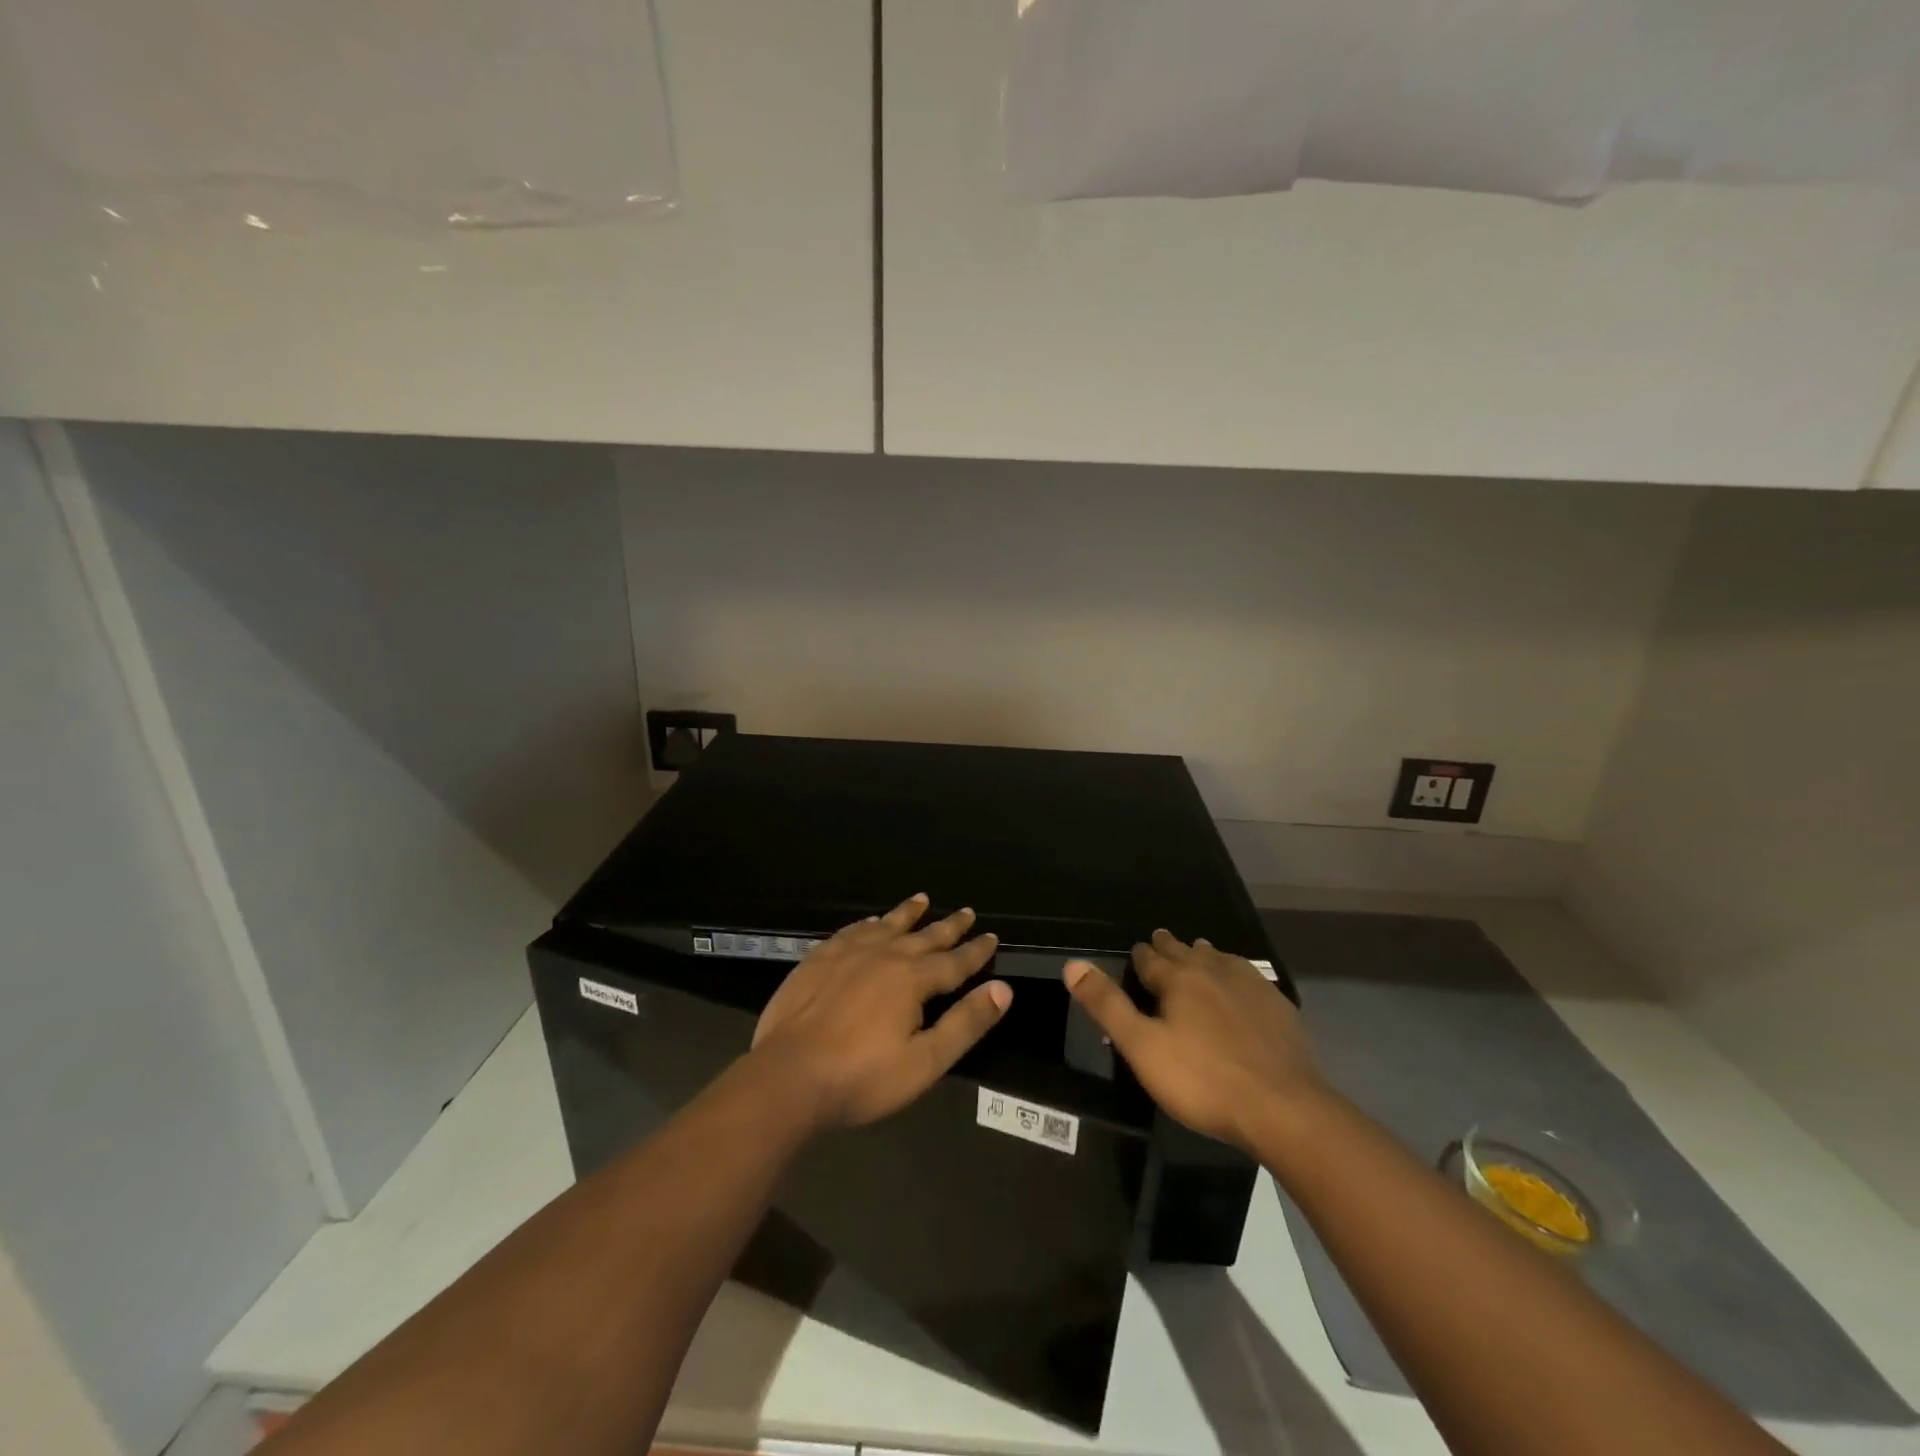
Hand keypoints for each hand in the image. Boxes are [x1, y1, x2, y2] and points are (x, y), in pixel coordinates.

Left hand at [752, 893, 1010, 1129]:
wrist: (787, 1076)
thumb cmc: (862, 1077)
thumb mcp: (925, 1062)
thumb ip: (966, 1023)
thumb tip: (1003, 989)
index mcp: (913, 979)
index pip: (955, 961)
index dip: (976, 950)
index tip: (992, 936)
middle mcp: (884, 955)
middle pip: (924, 936)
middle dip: (949, 925)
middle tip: (966, 911)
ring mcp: (848, 953)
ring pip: (887, 925)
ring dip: (907, 913)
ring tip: (922, 899)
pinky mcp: (819, 959)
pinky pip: (851, 931)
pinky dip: (867, 924)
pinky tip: (870, 922)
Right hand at [1064, 930, 1322, 1152]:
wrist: (1284, 1108)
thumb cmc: (1203, 1079)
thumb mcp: (1142, 1047)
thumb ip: (1107, 1005)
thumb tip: (1072, 964)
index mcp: (1178, 979)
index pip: (1150, 957)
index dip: (1140, 955)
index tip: (1136, 952)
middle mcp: (1213, 971)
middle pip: (1186, 951)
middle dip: (1170, 947)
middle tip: (1161, 941)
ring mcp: (1251, 986)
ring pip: (1220, 959)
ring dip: (1204, 955)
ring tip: (1199, 952)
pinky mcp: (1279, 1006)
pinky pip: (1250, 977)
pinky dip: (1236, 973)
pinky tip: (1241, 984)